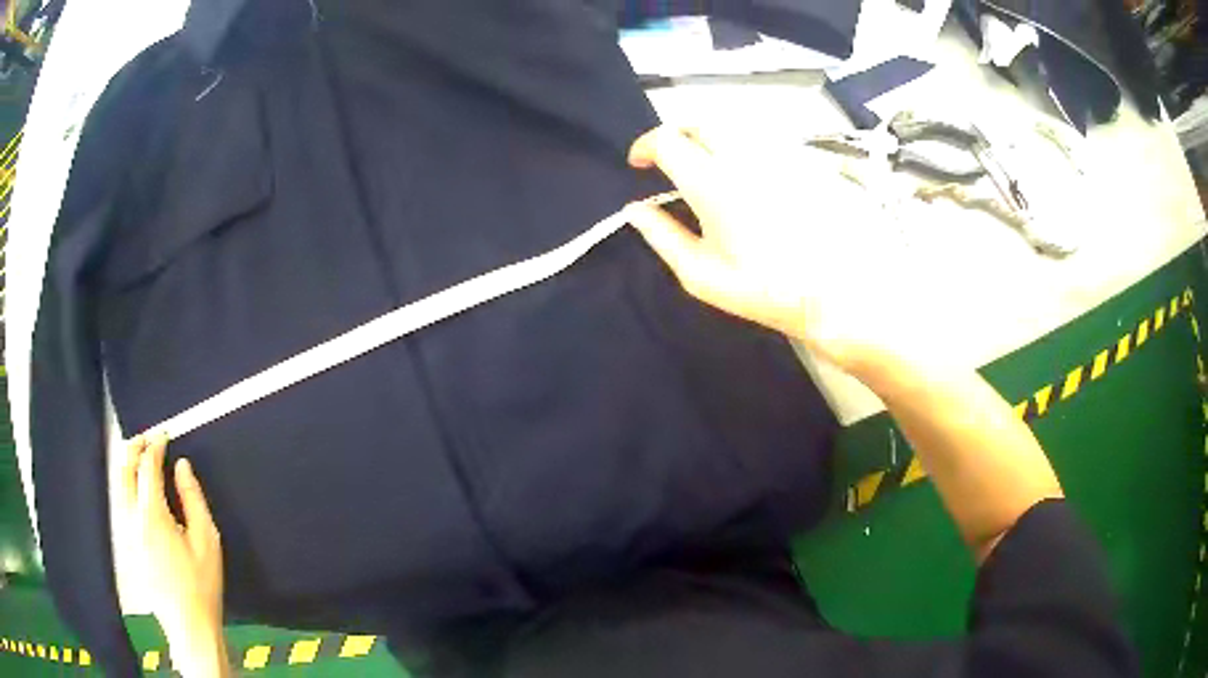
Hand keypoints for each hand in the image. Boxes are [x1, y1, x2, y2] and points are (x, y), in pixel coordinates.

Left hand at [119, 433, 228, 675]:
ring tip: (140, 458)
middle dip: (135, 448)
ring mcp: (126, 532)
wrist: (188, 626)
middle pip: (125, 470)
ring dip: (128, 466)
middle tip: (148, 439)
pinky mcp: (127, 546)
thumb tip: (182, 466)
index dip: (155, 445)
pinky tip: (138, 491)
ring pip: (119, 487)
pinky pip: (121, 504)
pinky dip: (127, 486)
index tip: (164, 433)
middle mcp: (132, 518)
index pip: (147, 466)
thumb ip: (193, 499)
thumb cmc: (202, 585)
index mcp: (152, 515)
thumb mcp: (207, 541)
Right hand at [626, 126, 923, 374]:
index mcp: (713, 182)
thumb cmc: (767, 290)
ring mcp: (777, 153)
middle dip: (675, 135)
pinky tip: (746, 177)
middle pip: (699, 122)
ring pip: (731, 127)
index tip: (638, 164)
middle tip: (668, 161)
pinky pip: (760, 141)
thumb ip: (662, 237)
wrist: (839, 293)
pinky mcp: (801, 159)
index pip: (668, 139)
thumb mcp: (702, 275)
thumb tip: (634, 209)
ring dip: (707, 139)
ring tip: (704, 167)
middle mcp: (744, 155)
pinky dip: (739, 148)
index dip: (645, 145)